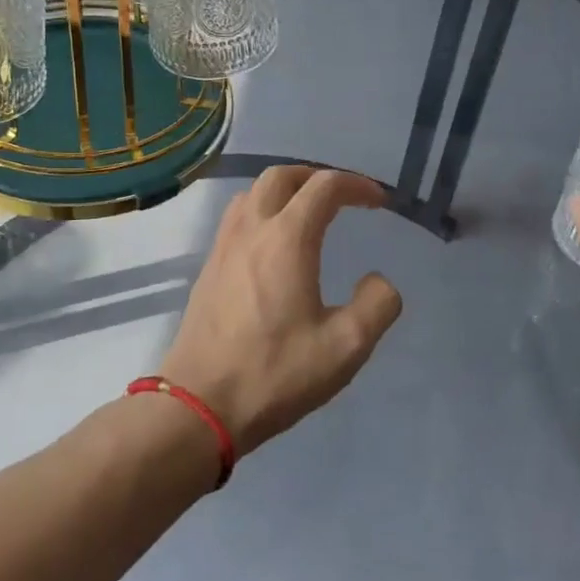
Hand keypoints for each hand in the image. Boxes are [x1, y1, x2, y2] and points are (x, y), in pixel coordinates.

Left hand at [163, 167, 402, 454]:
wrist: (199, 405)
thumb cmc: (275, 373)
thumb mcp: (346, 347)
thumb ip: (377, 305)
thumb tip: (378, 280)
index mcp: (287, 239)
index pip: (324, 187)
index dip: (357, 186)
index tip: (379, 203)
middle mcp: (251, 229)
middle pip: (281, 176)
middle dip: (316, 176)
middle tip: (343, 197)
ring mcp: (223, 246)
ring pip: (252, 193)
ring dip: (285, 190)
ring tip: (308, 214)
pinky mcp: (208, 267)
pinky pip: (236, 218)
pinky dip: (262, 211)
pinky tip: (273, 245)